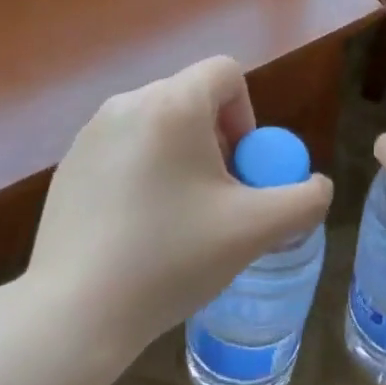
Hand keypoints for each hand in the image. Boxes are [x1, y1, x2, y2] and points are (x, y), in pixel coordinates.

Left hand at [28, 56, 333, 362]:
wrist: (74, 312)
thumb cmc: (171, 258)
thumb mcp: (254, 230)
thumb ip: (303, 200)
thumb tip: (316, 186)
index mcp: (172, 104)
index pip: (225, 72)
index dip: (247, 115)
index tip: (242, 168)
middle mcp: (127, 103)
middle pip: (191, 99)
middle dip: (217, 141)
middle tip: (218, 197)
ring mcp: (90, 133)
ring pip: (157, 125)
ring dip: (181, 157)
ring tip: (179, 217)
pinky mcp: (69, 164)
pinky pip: (124, 149)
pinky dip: (144, 173)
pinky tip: (138, 229)